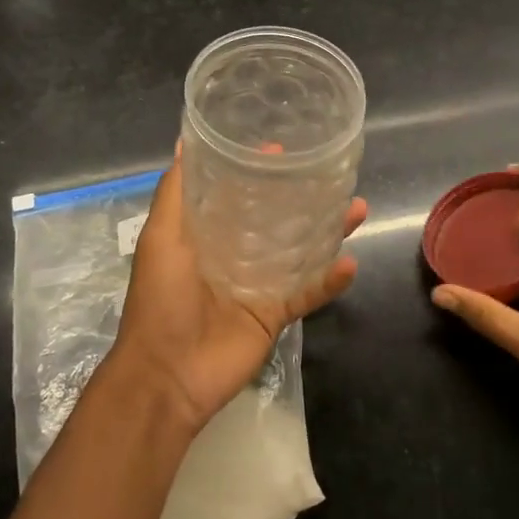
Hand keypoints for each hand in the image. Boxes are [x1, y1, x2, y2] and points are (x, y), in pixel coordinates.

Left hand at [112, 145, 367, 433]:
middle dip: (303, 197)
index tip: (283, 145)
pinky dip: (330, 281)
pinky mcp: (274, 315)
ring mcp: (258, 285)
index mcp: (208, 233)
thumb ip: (175, 192)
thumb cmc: (160, 298)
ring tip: (358, 208)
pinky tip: (351, 263)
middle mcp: (236, 253)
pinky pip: (308, 294)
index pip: (238, 193)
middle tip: (331, 174)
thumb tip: (186, 142)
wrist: (166, 376)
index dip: (259, 170)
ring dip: (329, 231)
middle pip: (277, 219)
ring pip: (300, 251)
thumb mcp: (161, 237)